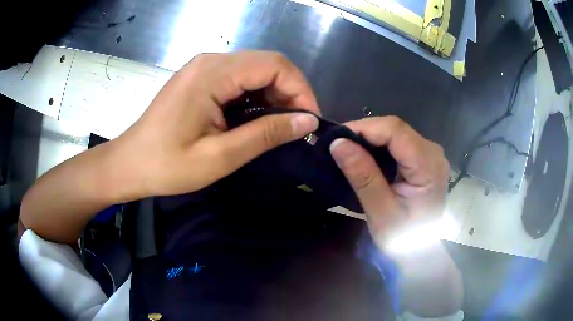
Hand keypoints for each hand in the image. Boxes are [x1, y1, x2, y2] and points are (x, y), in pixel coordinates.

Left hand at [115, 51, 319, 197]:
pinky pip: (239, 79)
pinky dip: (256, 96)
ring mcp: (204, 68)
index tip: (310, 121)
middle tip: (298, 127)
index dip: (301, 89)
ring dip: (275, 95)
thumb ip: (266, 134)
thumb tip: (308, 122)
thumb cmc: (167, 165)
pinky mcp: (200, 78)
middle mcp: (211, 61)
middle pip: (267, 64)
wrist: (130, 164)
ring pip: (255, 70)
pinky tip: (256, 119)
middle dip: (290, 92)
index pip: (275, 64)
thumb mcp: (221, 156)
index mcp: (213, 73)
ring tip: (281, 126)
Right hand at [329, 116, 448, 249]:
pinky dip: (378, 146)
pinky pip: (398, 143)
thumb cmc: (402, 238)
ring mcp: (430, 154)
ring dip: (369, 139)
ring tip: (347, 151)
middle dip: (364, 133)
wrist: (419, 250)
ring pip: (395, 132)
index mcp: (428, 165)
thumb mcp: (380, 212)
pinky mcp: (423, 159)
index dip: (364, 128)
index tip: (336, 139)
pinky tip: (365, 156)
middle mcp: (433, 152)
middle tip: (338, 147)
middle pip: (396, 128)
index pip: (395, 130)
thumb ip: (363, 176)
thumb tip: (338, 143)